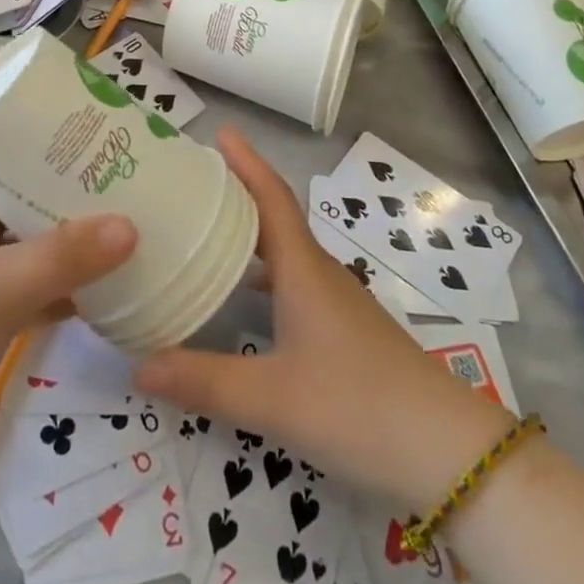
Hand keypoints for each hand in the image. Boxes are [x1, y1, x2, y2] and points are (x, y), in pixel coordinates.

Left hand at [0, 171, 135, 489]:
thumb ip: (62, 256)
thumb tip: (131, 226)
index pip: (9, 153)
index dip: (53, 142)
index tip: (105, 138)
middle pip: (30, 201)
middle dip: (77, 196)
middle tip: (135, 185)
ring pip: (36, 250)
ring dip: (77, 245)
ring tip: (135, 230)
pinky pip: (36, 294)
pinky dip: (68, 292)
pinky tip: (112, 293)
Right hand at [135, 129, 512, 509]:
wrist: (447, 452)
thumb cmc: (359, 407)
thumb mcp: (273, 399)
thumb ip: (204, 382)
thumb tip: (136, 364)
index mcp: (304, 271)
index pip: (272, 198)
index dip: (247, 163)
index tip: (221, 131)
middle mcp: (320, 275)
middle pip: (275, 219)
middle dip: (238, 194)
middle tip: (193, 183)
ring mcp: (337, 304)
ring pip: (285, 254)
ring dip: (249, 236)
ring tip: (206, 233)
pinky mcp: (344, 332)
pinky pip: (293, 284)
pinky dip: (263, 278)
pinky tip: (244, 303)